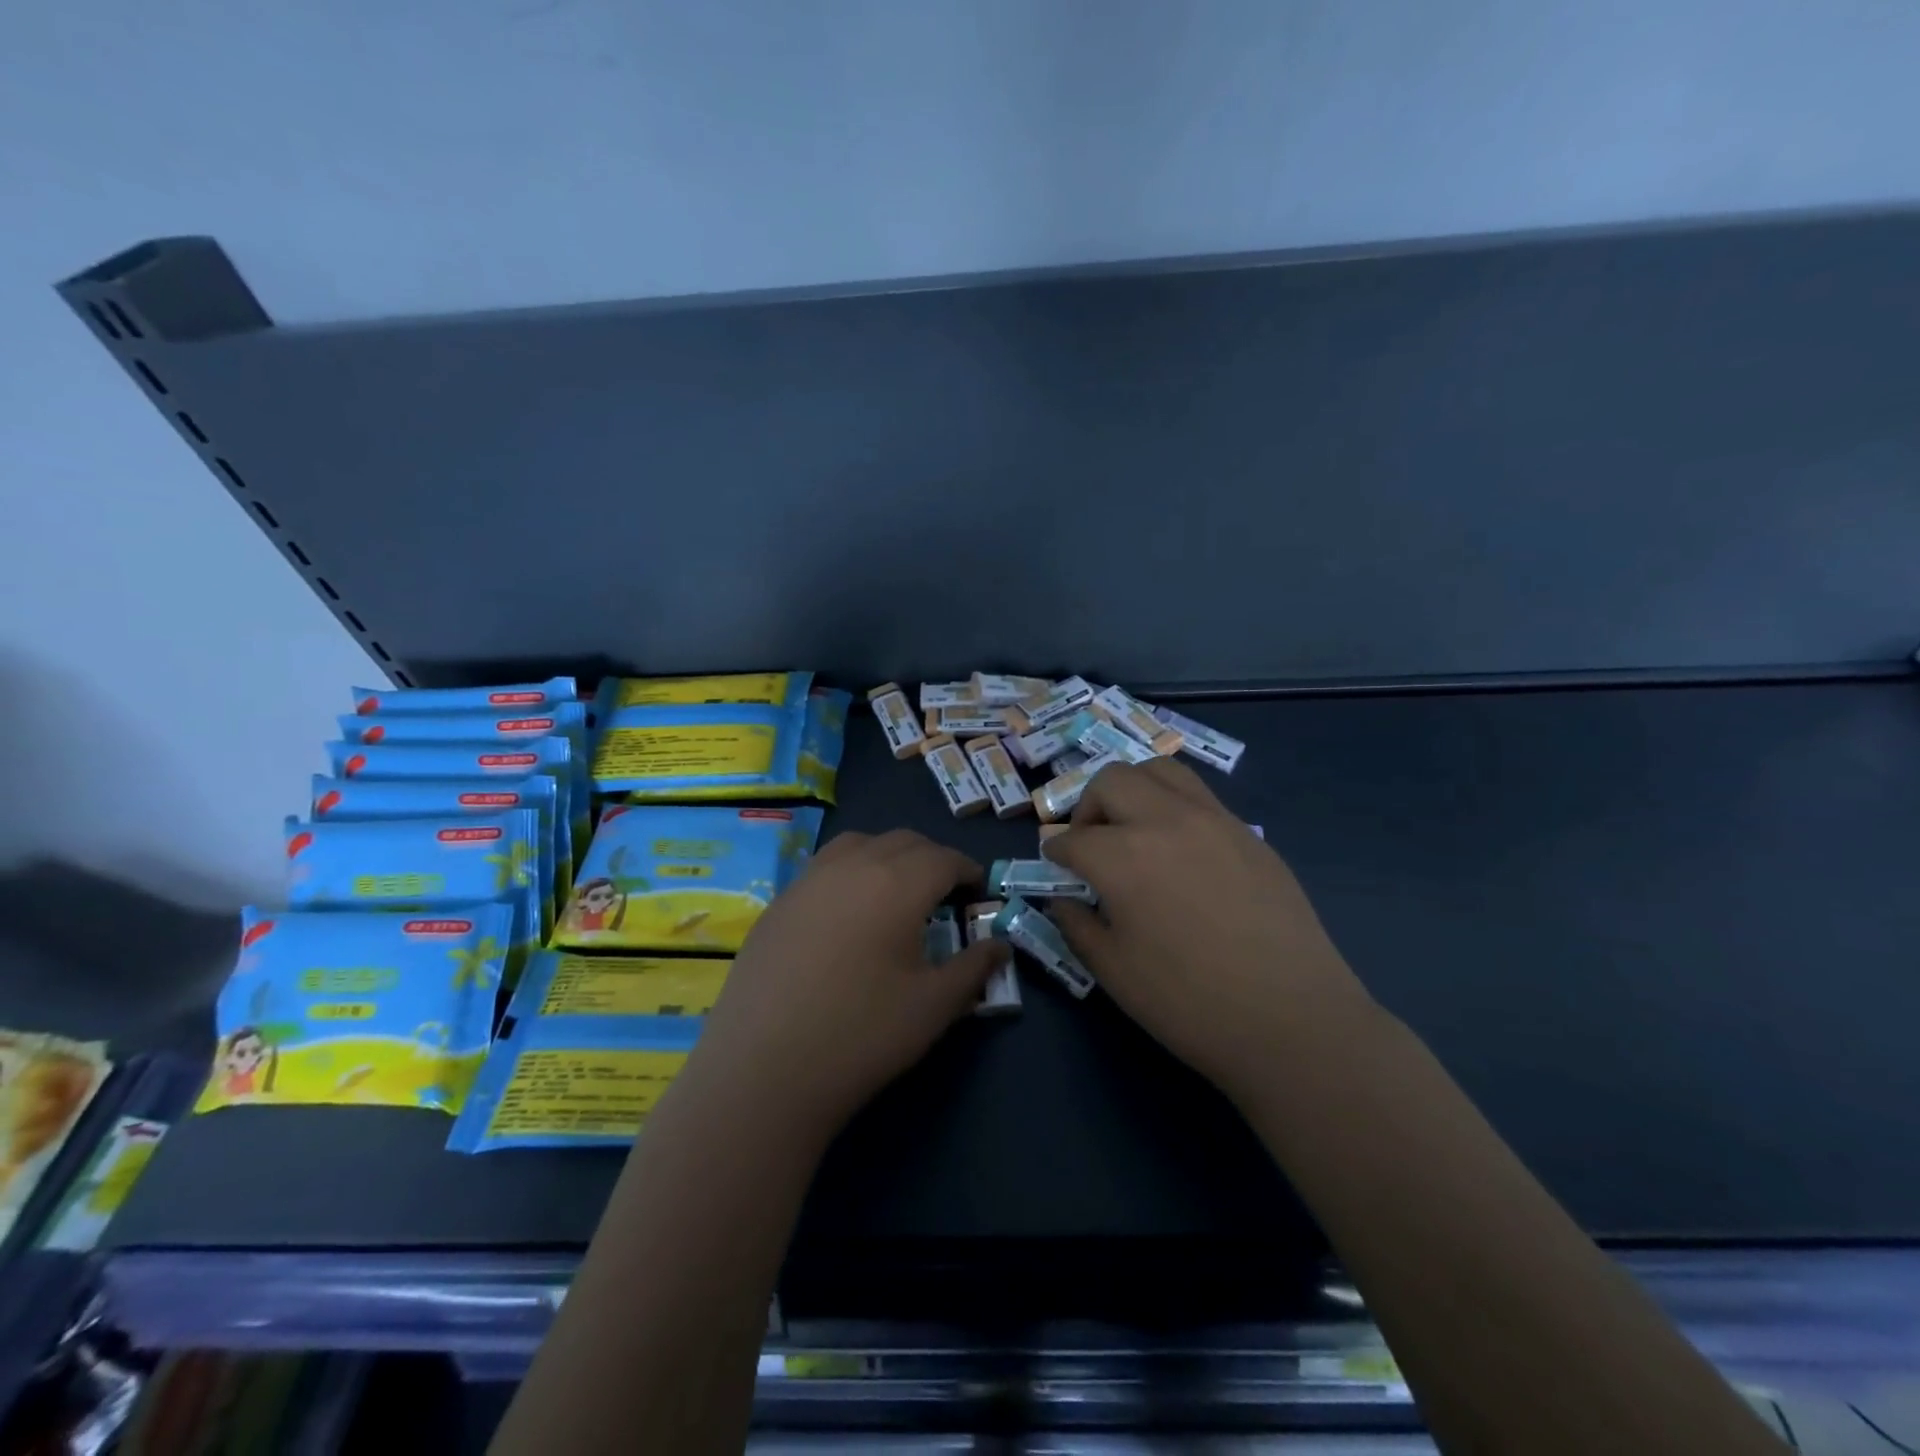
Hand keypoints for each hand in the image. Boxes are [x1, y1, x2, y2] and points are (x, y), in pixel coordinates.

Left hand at [691, 829, 1008, 1137]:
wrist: (762, 1070)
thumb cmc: (861, 1034)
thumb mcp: (933, 1006)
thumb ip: (973, 968)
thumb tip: (999, 945)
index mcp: (897, 883)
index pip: (944, 858)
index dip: (968, 870)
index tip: (979, 892)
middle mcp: (852, 866)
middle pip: (903, 841)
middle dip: (932, 859)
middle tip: (945, 894)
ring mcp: (808, 880)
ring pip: (859, 843)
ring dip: (888, 855)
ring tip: (896, 892)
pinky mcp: (777, 903)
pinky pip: (824, 866)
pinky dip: (850, 871)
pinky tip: (848, 914)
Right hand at [1044, 757, 1376, 1105]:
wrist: (1293, 1020)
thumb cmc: (1190, 1003)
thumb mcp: (1114, 973)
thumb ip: (1078, 927)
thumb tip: (1064, 901)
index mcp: (1124, 857)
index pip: (1073, 839)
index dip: (1056, 853)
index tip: (1055, 865)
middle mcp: (1165, 821)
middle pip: (1111, 780)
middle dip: (1088, 806)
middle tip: (1091, 843)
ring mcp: (1213, 820)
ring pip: (1160, 770)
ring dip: (1133, 789)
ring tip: (1133, 828)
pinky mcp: (1248, 834)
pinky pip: (1200, 797)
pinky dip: (1173, 806)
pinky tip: (1181, 850)